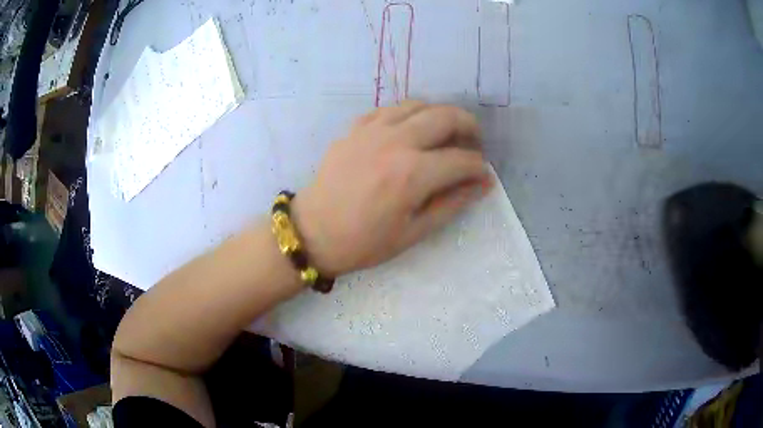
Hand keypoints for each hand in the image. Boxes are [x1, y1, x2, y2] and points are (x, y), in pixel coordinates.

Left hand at [291, 100, 493, 276]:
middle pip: (446, 117)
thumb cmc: (364, 241)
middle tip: (473, 143)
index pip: (461, 159)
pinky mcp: (356, 128)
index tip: (482, 176)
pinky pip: (390, 109)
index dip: (479, 167)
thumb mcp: (413, 232)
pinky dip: (409, 114)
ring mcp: (373, 130)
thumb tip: (483, 183)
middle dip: (469, 127)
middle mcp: (396, 141)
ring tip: (445, 134)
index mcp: (412, 173)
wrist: (312, 232)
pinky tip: (411, 130)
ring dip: (440, 115)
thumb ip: (452, 203)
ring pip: (418, 105)